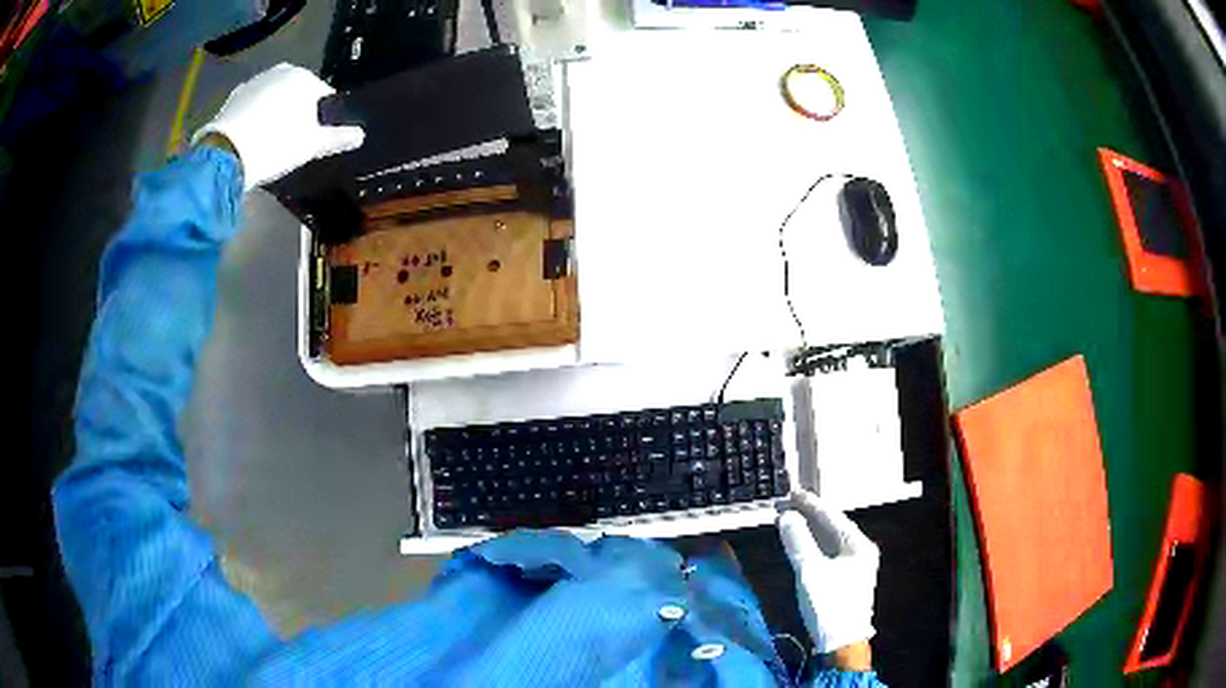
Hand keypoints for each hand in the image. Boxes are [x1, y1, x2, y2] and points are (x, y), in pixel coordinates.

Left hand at [193, 64, 364, 189]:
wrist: (226, 155)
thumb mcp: (311, 145)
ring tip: (270, 141)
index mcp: (304, 78)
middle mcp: (280, 72)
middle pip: (296, 93)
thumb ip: (337, 137)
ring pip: (273, 98)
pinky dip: (254, 117)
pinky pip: (252, 106)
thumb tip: (361, 135)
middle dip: (297, 111)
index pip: (323, 94)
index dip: (323, 117)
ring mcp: (254, 82)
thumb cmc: (276, 144)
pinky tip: (252, 139)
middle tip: (293, 140)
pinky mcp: (233, 98)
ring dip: (274, 113)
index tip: (317, 136)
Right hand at [776, 490, 879, 660]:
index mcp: (859, 545)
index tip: (792, 492)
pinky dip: (812, 546)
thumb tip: (786, 515)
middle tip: (786, 503)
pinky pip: (828, 553)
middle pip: (832, 527)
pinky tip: (799, 543)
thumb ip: (798, 541)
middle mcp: (861, 551)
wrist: (841, 643)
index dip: (811, 504)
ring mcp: (855, 566)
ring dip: (809, 531)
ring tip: (788, 519)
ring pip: (829, 541)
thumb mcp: (811, 572)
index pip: (832, 517)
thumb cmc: (830, 606)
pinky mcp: (846, 579)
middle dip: (809, 516)